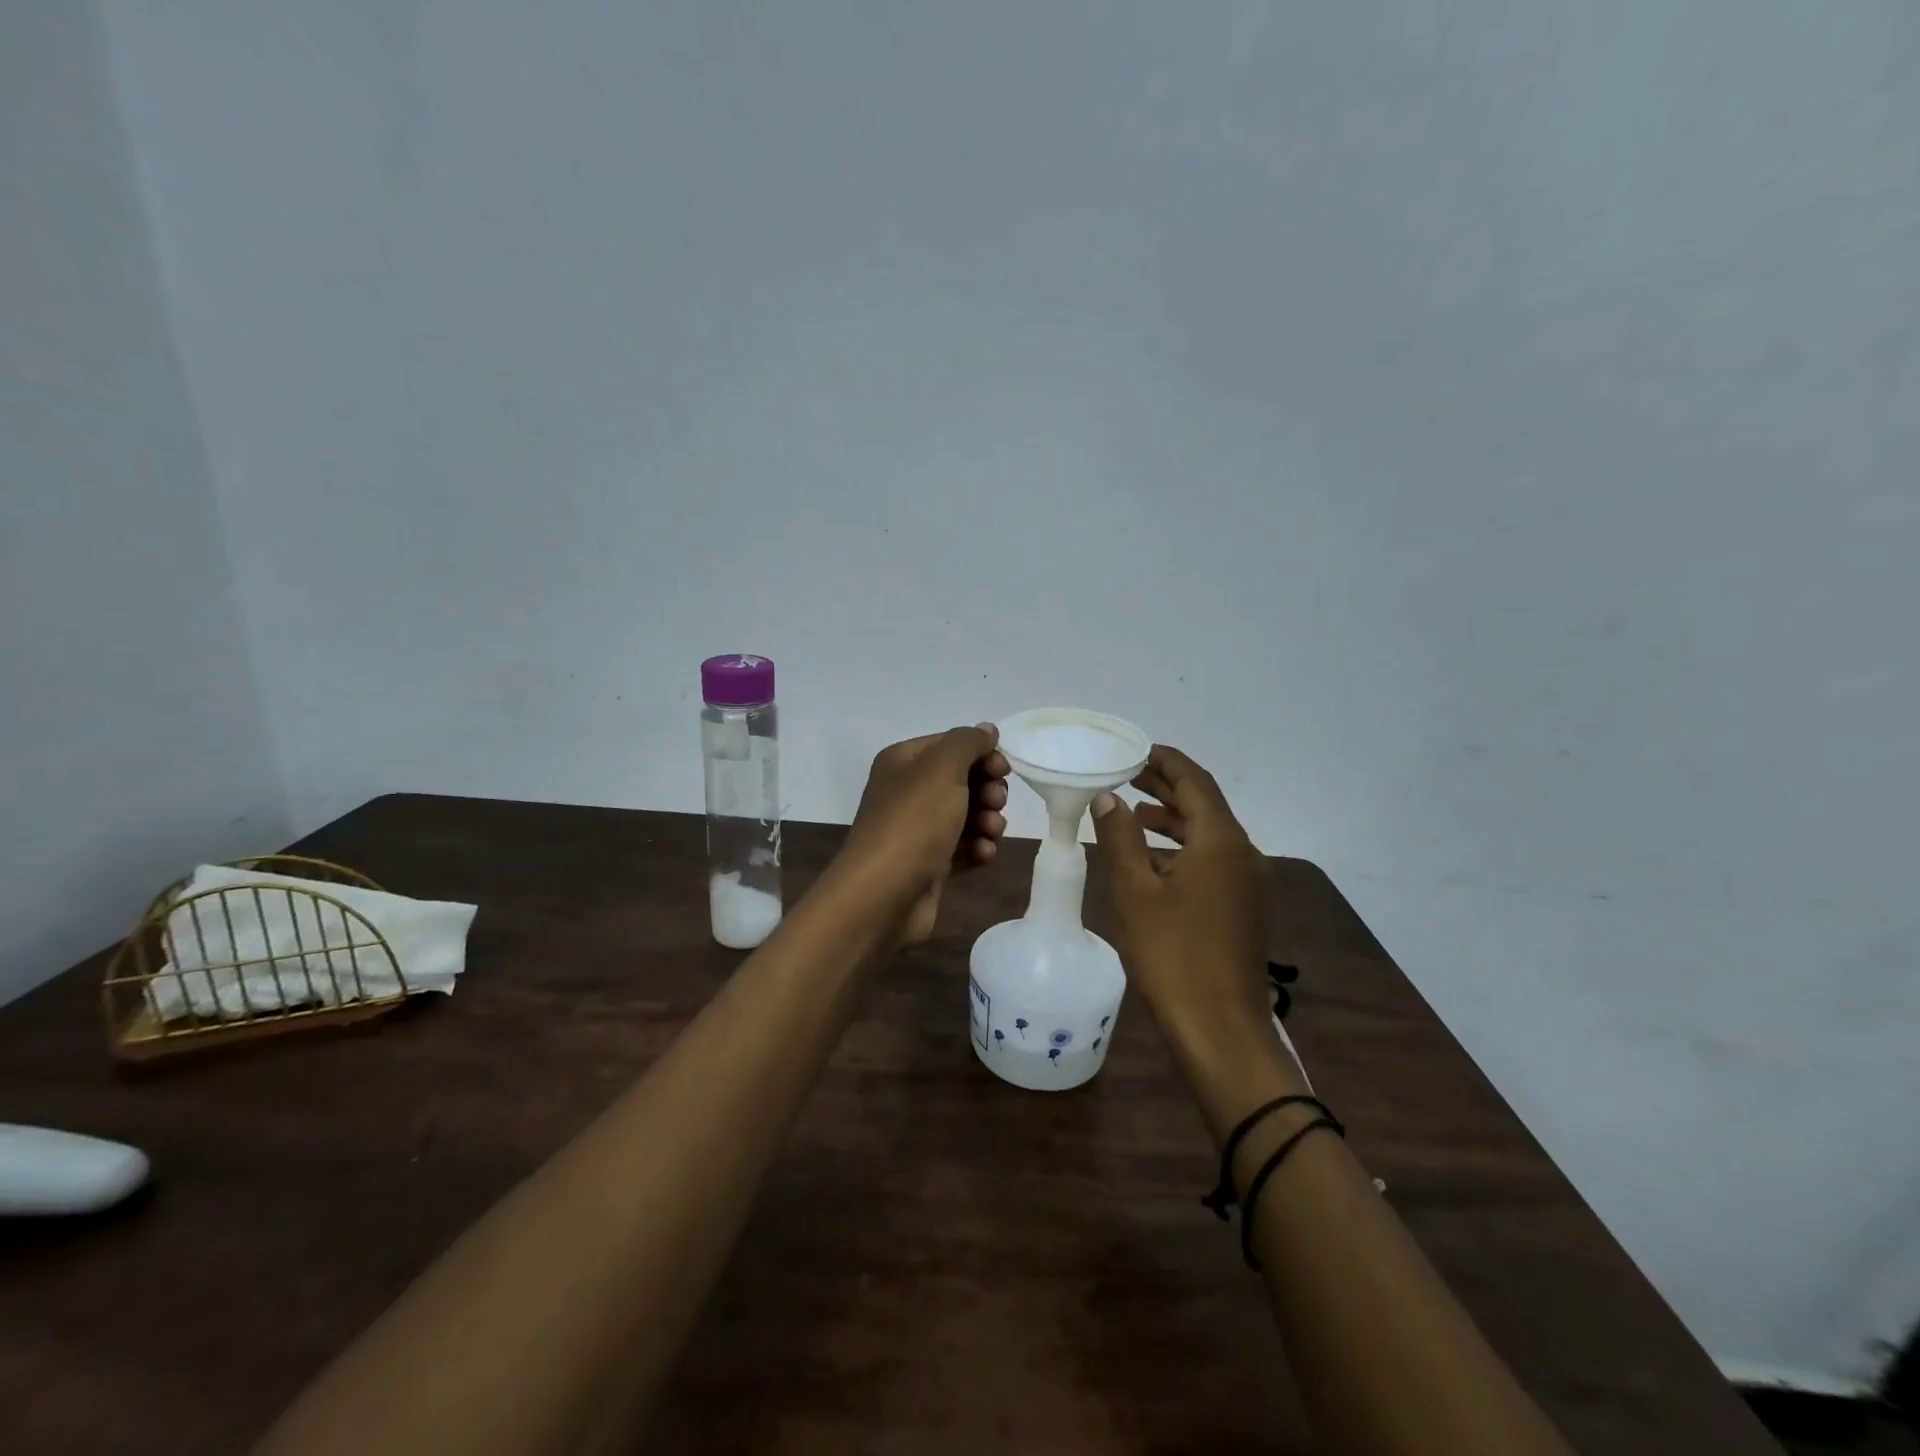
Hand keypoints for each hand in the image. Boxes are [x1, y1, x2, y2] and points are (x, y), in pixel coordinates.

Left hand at [836, 724, 1009, 944]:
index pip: (951, 745)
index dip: (982, 754)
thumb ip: (968, 742)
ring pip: (967, 815)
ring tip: (990, 834)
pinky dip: (977, 849)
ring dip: (988, 821)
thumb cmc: (913, 823)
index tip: (1003, 771)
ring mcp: (917, 829)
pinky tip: (982, 856)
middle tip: (996, 803)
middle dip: (987, 791)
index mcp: (904, 762)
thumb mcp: (943, 769)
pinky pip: (963, 847)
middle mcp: (908, 791)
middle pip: (962, 780)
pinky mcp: (929, 863)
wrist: (883, 895)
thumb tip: (987, 730)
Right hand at [1090, 745, 1271, 1059]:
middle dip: (1165, 787)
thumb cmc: (1173, 954)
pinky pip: (1213, 860)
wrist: (1221, 1029)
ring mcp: (1248, 882)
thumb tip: (1108, 798)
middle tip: (1125, 774)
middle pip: (1204, 804)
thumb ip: (1120, 837)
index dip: (1164, 761)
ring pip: (1208, 834)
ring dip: (1172, 819)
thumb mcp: (1135, 891)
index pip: (1194, 781)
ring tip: (1131, 811)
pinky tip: (1151, 860)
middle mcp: (1243, 853)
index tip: (1133, 750)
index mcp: (1221, 841)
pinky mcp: (1244, 907)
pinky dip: (1182, 849)